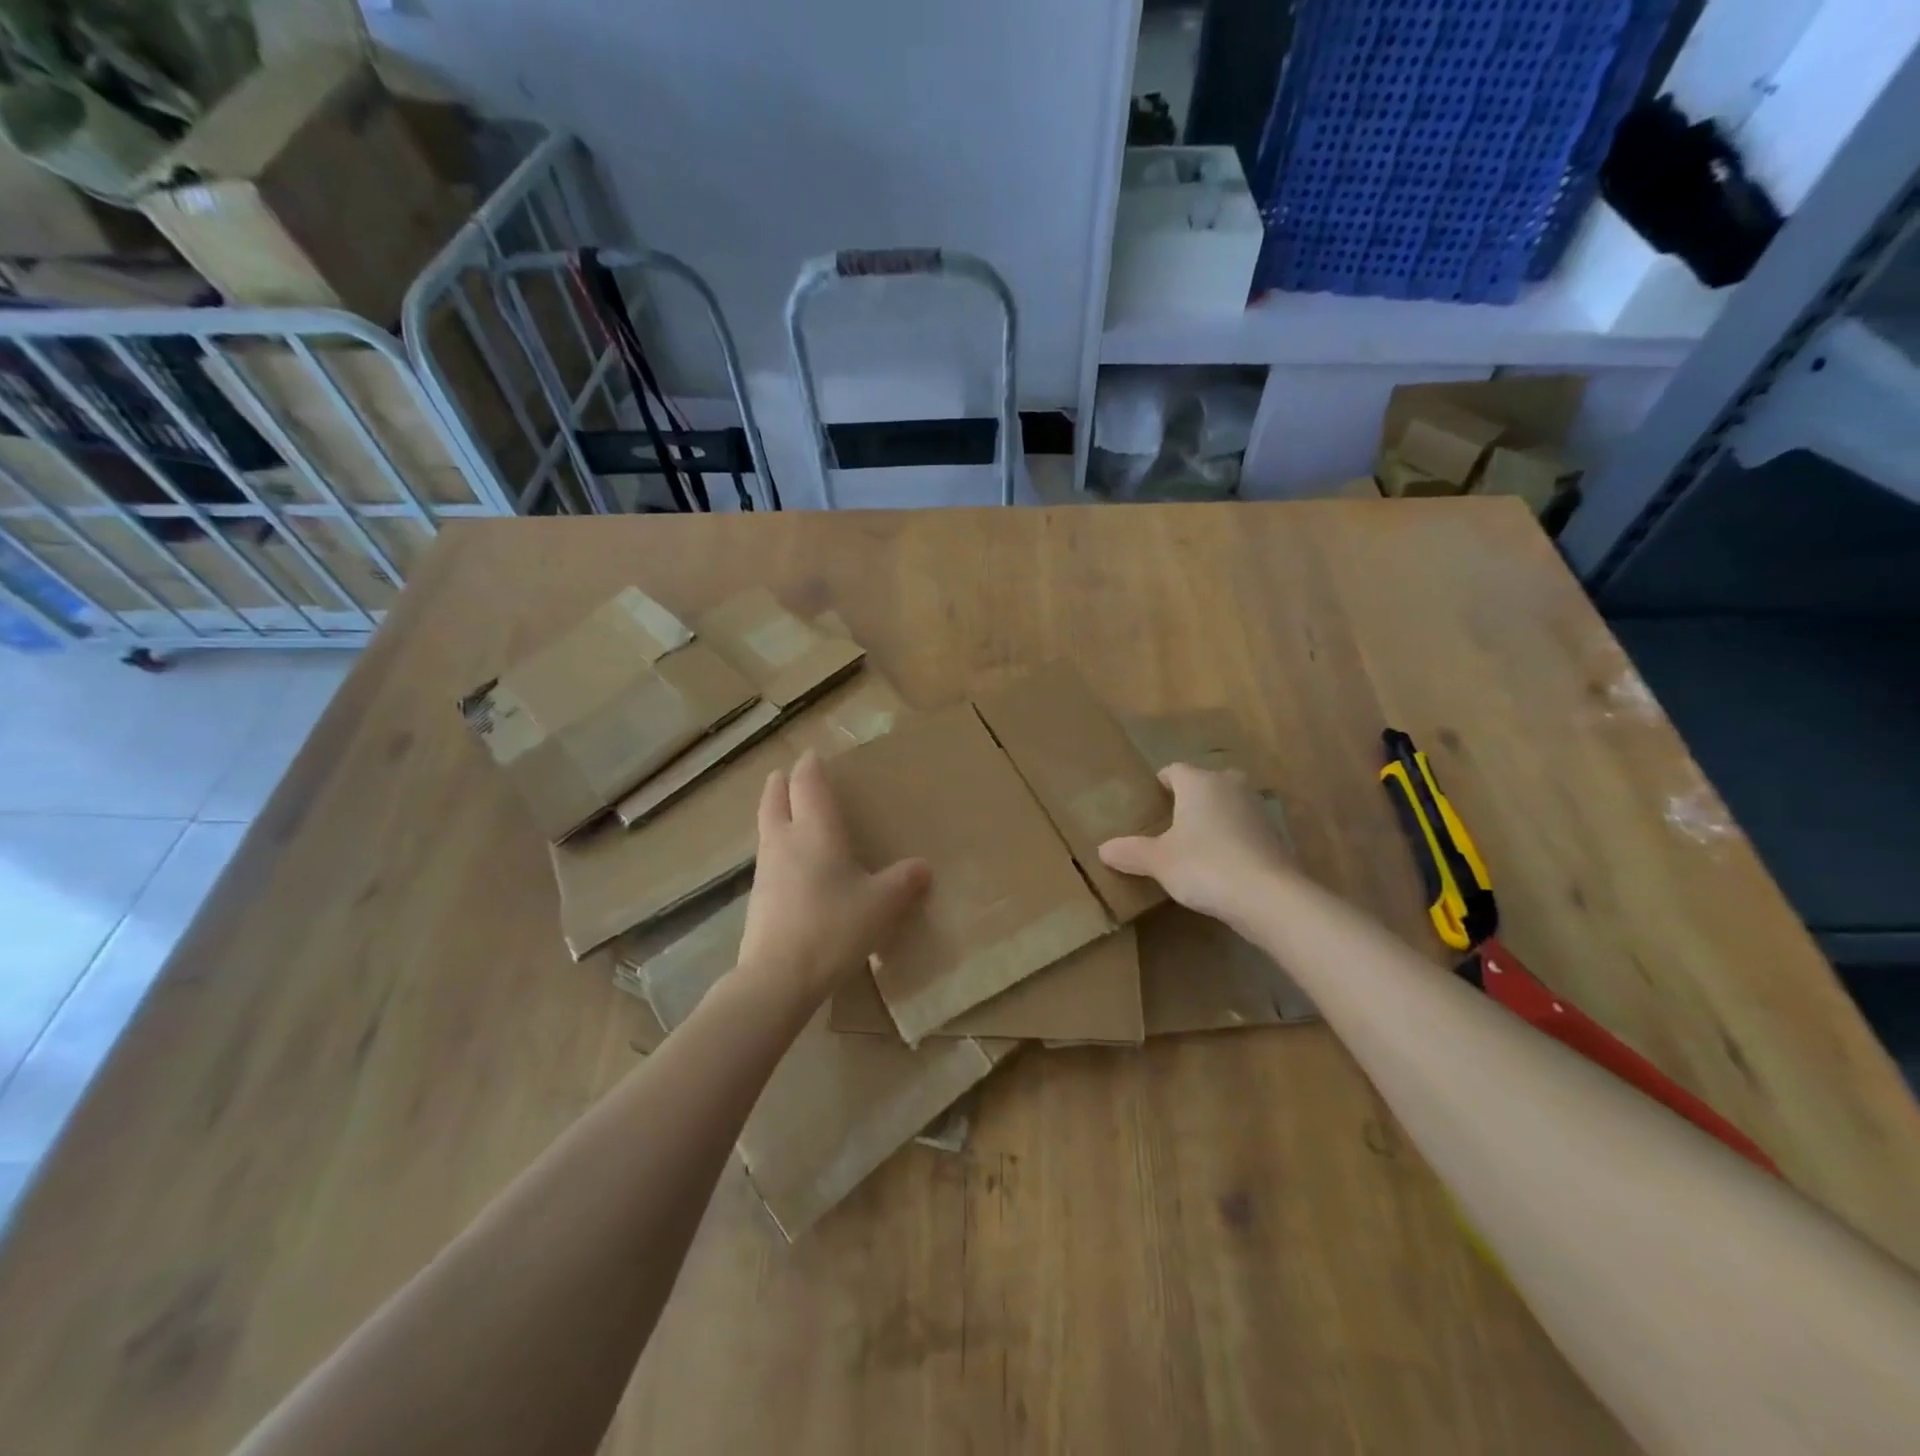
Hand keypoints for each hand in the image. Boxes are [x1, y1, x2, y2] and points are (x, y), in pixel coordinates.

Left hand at [737, 750, 931, 1011]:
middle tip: (789, 774)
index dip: (810, 766)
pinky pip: (767, 857)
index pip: (807, 783)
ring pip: (766, 827)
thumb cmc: (834, 926)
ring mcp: (765, 869)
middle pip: (774, 798)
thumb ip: (904, 881)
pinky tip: (791, 865)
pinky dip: (776, 846)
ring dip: (775, 813)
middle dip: (781, 783)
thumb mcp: (882, 904)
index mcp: (815, 830)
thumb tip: (923, 867)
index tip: (813, 755)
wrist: (779, 977)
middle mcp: (784, 840)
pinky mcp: (757, 897)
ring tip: (790, 815)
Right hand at [1098, 763, 1292, 926]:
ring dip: (1215, 816)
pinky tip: (1222, 862)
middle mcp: (1230, 786)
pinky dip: (1234, 838)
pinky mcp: (1275, 835)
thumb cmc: (1204, 865)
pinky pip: (1245, 828)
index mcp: (1199, 783)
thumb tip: (1103, 849)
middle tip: (1172, 819)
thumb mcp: (1158, 861)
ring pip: (1229, 803)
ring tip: (1195, 841)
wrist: (1267, 896)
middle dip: (1192, 795)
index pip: (1174, 770)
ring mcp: (1257, 809)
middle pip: (1207, 781)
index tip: (1149, 799)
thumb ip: (1131, 852)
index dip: (1160, 782)